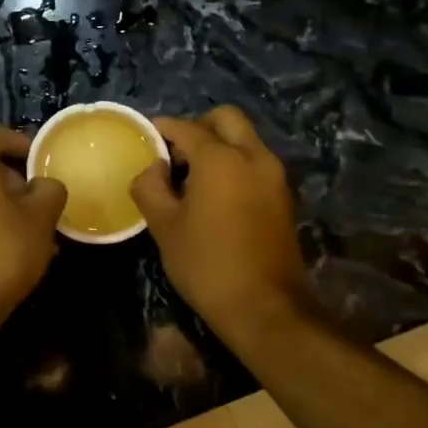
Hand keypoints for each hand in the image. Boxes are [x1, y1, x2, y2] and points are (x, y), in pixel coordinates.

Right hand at [130, 106, 312, 346]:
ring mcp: (273, 176)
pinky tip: (213, 195)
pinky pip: (254, 162)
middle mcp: (253, 156)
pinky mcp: (282, 197)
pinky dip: (233, 164)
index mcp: (221, 158)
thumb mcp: (164, 226)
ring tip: (190, 178)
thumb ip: (150, 186)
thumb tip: (153, 167)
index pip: (186, 127)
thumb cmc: (206, 263)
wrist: (265, 307)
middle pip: (226, 119)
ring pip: (244, 140)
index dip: (162, 128)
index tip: (144, 137)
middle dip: (198, 126)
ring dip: (218, 146)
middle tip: (174, 153)